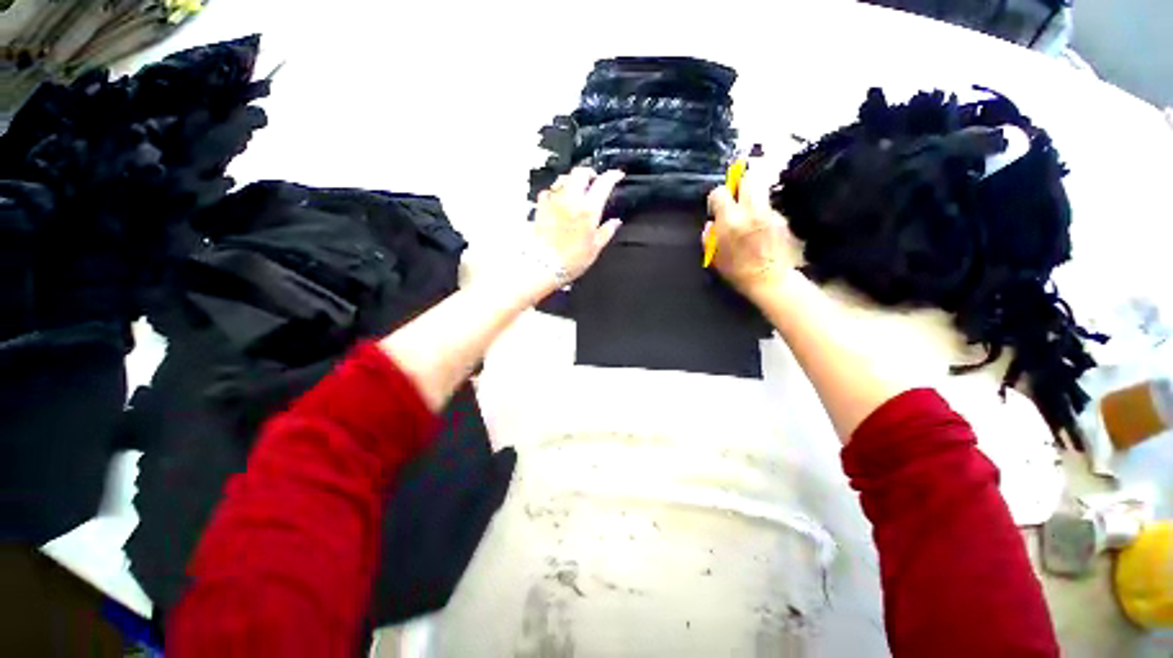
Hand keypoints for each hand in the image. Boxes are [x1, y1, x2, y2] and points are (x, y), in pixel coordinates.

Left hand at [532, 168, 623, 283]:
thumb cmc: (570, 260)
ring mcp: (554, 201)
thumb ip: (606, 231)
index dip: (612, 176)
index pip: (603, 183)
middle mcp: (571, 200)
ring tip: (577, 188)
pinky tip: (558, 200)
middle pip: (580, 173)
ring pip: (564, 178)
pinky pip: (549, 191)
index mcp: (588, 210)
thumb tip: (615, 223)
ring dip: (573, 180)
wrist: (545, 266)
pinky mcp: (541, 207)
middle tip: (595, 180)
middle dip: (590, 173)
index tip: (616, 175)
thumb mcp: (595, 248)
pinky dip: (556, 192)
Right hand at [705, 182, 794, 303]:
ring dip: (752, 198)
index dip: (715, 198)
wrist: (770, 279)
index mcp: (730, 219)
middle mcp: (751, 210)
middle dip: (739, 185)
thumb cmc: (737, 271)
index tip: (715, 208)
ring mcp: (770, 213)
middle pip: (748, 179)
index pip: (720, 192)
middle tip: (735, 198)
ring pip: (761, 191)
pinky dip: (763, 214)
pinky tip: (761, 230)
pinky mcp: (782, 219)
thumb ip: (709, 236)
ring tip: (748, 215)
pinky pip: (769, 208)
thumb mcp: (714, 256)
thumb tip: (711, 224)